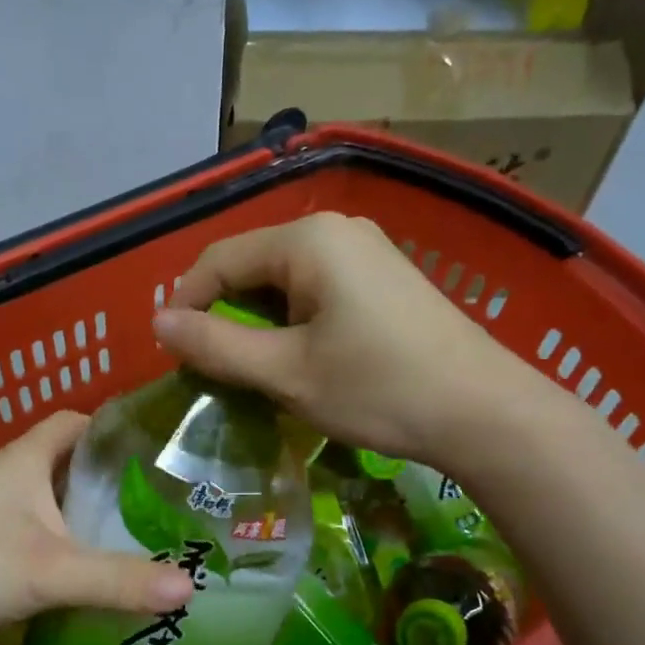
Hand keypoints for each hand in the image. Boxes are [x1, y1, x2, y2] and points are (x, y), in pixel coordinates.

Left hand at [0, 411, 192, 644]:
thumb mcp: (49, 569)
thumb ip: (117, 579)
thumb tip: (190, 586)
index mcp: (25, 459)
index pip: (74, 423)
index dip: (111, 428)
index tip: (151, 449)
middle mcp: (3, 475)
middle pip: (63, 465)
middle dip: (104, 482)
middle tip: (154, 506)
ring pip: (43, 504)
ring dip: (77, 518)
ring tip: (126, 541)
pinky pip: (25, 537)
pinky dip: (52, 549)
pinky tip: (74, 577)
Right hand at [152, 212, 531, 460]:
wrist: (486, 414)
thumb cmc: (378, 389)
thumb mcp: (286, 373)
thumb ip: (215, 345)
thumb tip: (158, 323)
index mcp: (307, 240)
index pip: (219, 259)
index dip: (187, 304)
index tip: (175, 354)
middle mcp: (335, 230)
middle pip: (252, 264)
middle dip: (224, 313)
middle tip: (214, 366)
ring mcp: (365, 250)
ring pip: (283, 278)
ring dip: (257, 320)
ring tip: (253, 368)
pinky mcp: (384, 276)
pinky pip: (316, 287)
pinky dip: (292, 319)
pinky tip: (299, 356)